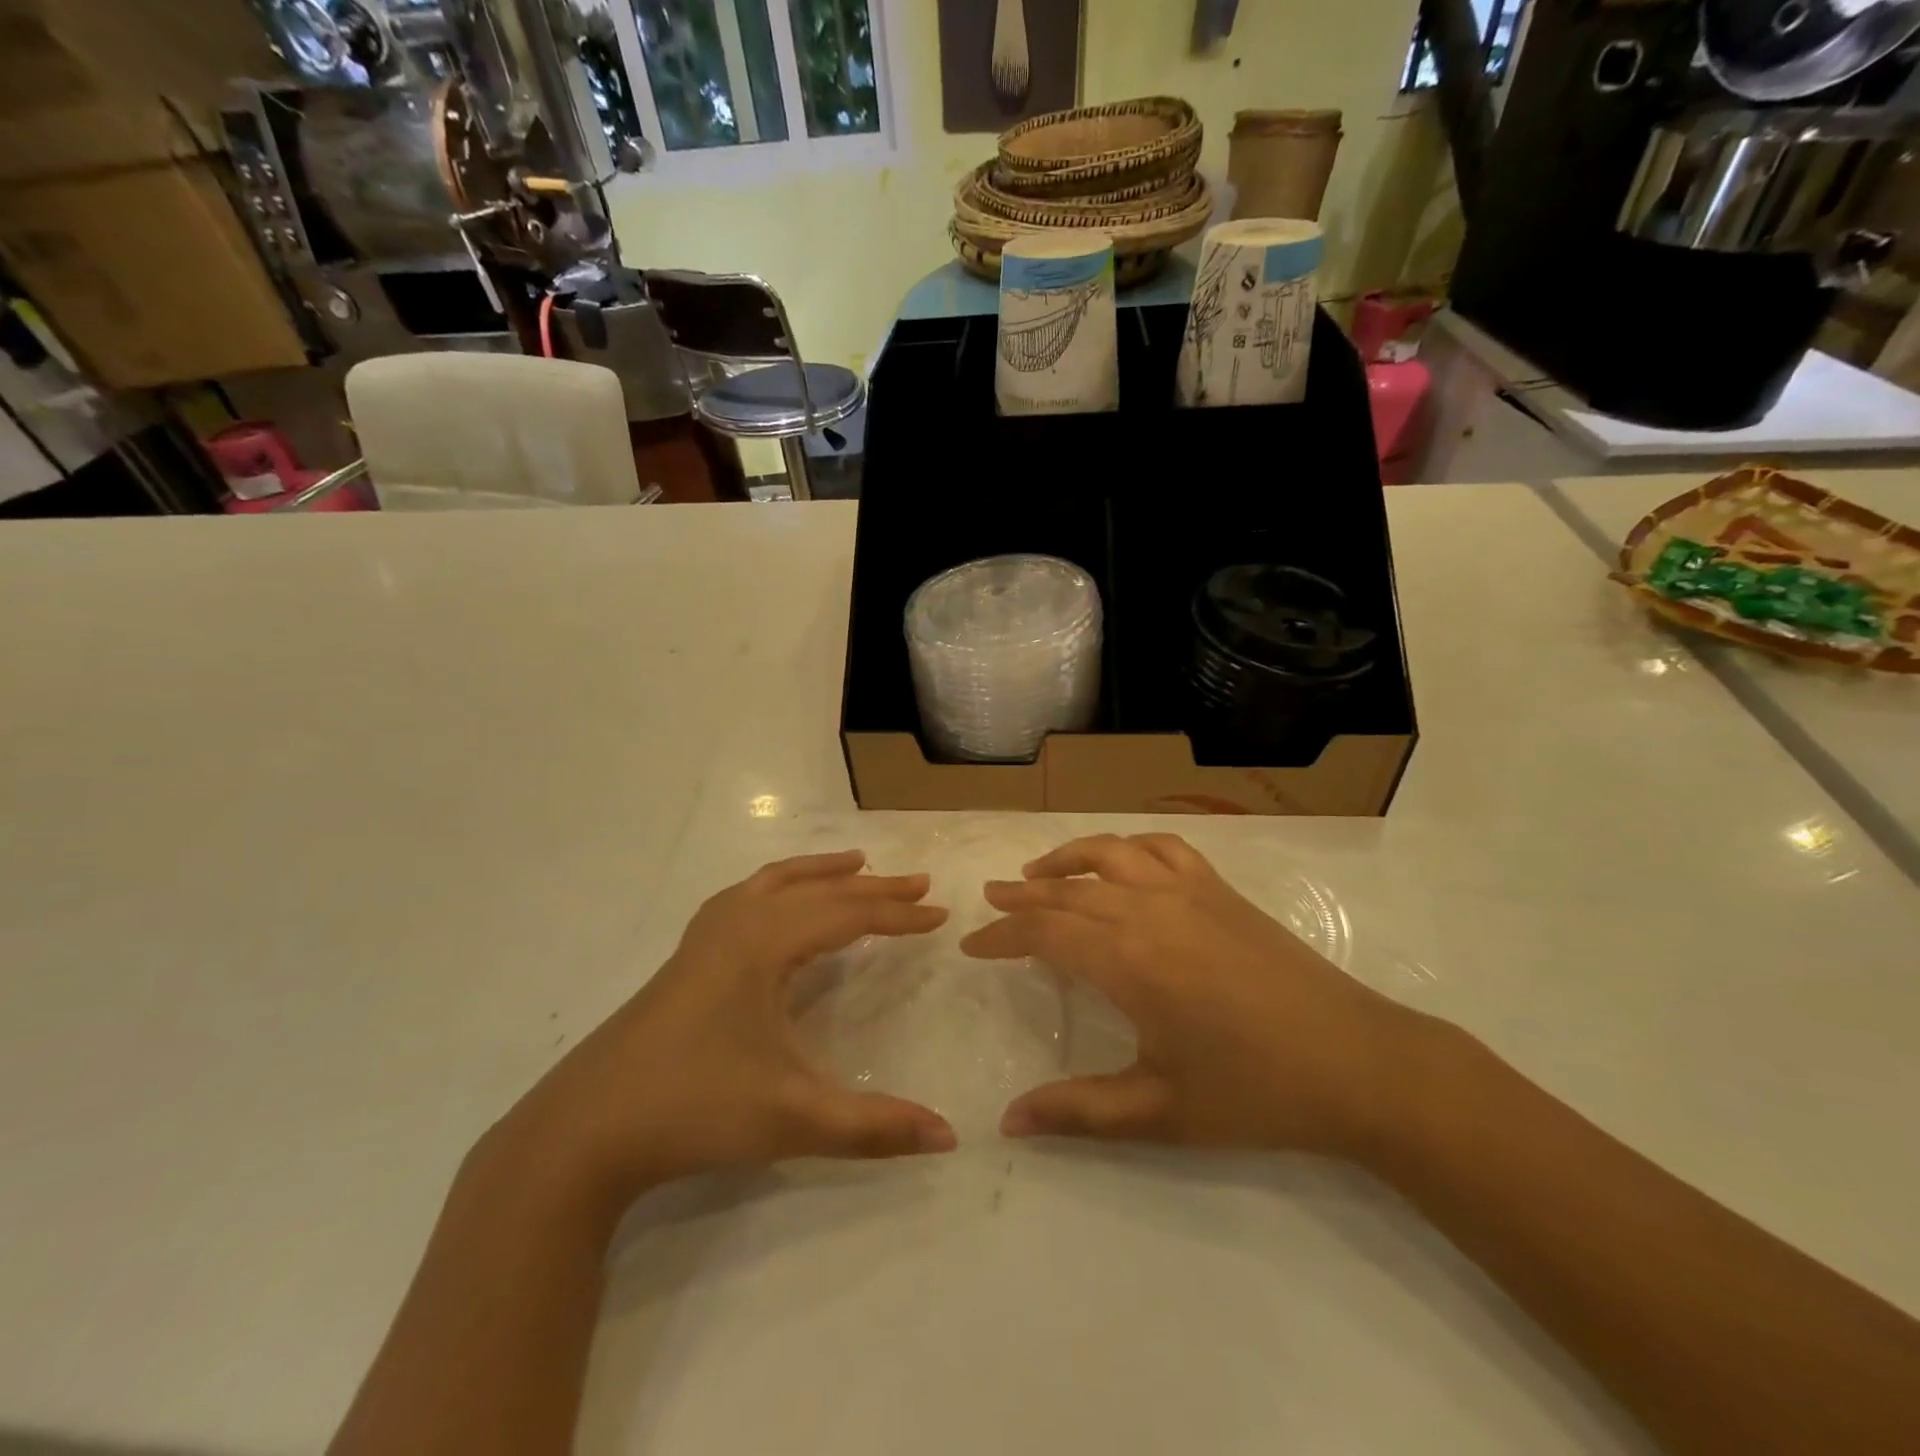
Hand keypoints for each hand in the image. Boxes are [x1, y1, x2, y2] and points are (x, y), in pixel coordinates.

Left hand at [490, 851, 956, 1215]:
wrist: (583, 1132)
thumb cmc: (693, 1111)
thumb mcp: (793, 1120)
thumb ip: (874, 1127)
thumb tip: (950, 1138)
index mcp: (764, 945)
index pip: (847, 914)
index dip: (898, 913)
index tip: (940, 912)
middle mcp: (736, 925)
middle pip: (817, 891)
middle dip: (873, 887)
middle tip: (919, 882)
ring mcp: (704, 938)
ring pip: (773, 882)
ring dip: (820, 872)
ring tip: (856, 863)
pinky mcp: (685, 957)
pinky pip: (742, 897)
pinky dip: (775, 885)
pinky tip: (777, 899)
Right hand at [960, 833, 1421, 1159]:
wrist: (1358, 1064)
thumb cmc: (1255, 1093)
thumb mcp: (1159, 1112)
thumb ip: (1078, 1112)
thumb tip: (1007, 1122)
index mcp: (1130, 961)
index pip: (1045, 933)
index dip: (1003, 936)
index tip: (972, 943)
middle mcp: (1150, 910)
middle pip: (1069, 890)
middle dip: (1022, 894)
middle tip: (990, 900)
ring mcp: (1189, 891)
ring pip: (1112, 853)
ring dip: (1067, 858)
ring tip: (1037, 871)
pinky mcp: (1221, 890)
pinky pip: (1163, 848)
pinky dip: (1128, 846)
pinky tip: (1120, 861)